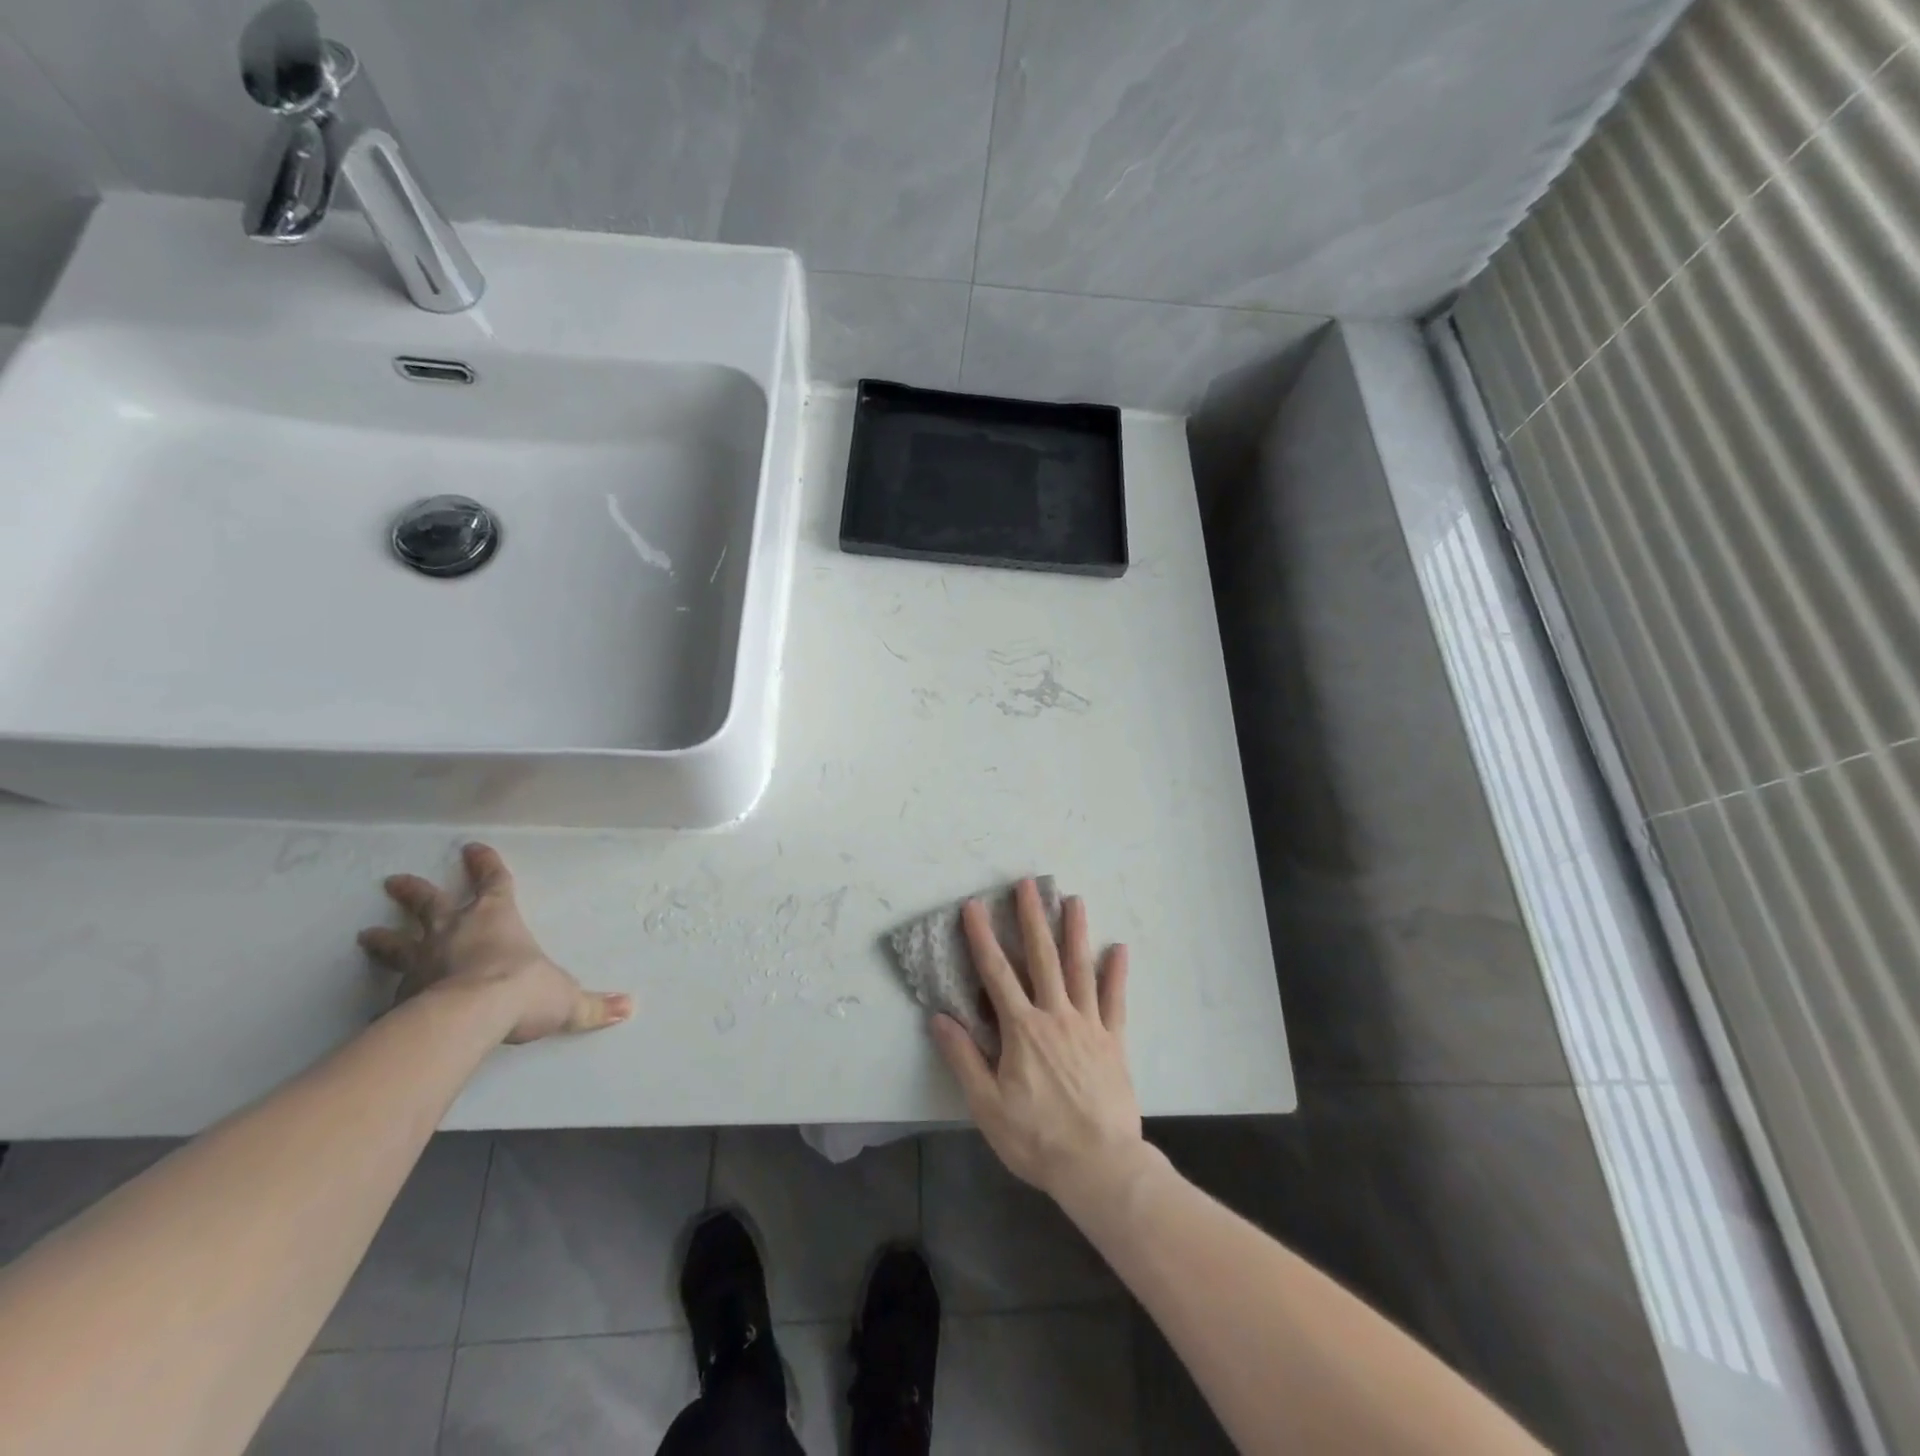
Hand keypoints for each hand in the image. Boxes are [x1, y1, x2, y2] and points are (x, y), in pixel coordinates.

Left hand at [357, 842, 631, 1043]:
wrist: (467, 1018)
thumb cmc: (521, 990)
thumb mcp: (565, 999)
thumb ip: (593, 1006)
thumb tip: (629, 1008)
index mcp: (496, 918)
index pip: (493, 882)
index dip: (485, 865)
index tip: (471, 848)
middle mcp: (454, 931)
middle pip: (430, 903)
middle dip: (415, 891)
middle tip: (394, 881)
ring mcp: (421, 961)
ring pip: (398, 942)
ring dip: (384, 937)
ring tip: (366, 934)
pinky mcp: (400, 994)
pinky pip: (390, 990)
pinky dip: (384, 992)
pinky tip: (374, 1002)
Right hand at [930, 879, 1145, 1208]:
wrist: (1099, 1166)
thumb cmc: (1036, 1138)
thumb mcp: (987, 1105)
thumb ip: (964, 1058)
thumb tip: (939, 1017)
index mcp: (1022, 1029)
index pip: (996, 973)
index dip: (982, 938)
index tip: (974, 906)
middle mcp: (1055, 1015)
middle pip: (1042, 957)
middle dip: (1032, 918)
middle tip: (1028, 884)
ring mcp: (1088, 1026)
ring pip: (1080, 969)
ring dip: (1076, 932)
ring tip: (1074, 899)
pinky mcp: (1114, 1042)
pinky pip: (1115, 1001)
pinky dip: (1116, 974)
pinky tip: (1119, 949)